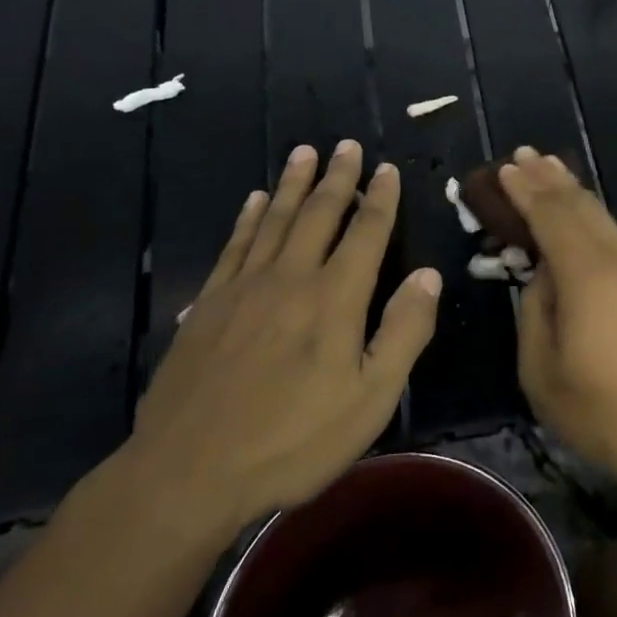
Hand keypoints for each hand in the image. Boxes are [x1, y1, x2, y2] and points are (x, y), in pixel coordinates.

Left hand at [116, 140, 440, 545]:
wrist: (189, 471)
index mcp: (335, 298)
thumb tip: (428, 275)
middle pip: (319, 214)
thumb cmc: (293, 440)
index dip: (380, 199)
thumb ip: (404, 331)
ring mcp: (243, 288)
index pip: (366, 233)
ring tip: (304, 152)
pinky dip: (249, 218)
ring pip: (275, 220)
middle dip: (338, 178)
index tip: (387, 169)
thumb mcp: (371, 399)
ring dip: (294, 184)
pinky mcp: (207, 304)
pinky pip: (234, 245)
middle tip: (346, 145)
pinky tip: (255, 201)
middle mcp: (290, 278)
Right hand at [500, 147, 616, 486]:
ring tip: (551, 170)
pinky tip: (583, 218)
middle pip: (581, 206)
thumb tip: (543, 274)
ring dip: (574, 192)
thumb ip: (535, 308)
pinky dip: (592, 217)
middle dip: (550, 178)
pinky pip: (616, 237)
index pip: (551, 216)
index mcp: (588, 275)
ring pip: (603, 218)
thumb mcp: (541, 367)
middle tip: (524, 155)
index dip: (525, 190)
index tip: (504, 168)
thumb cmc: (599, 409)